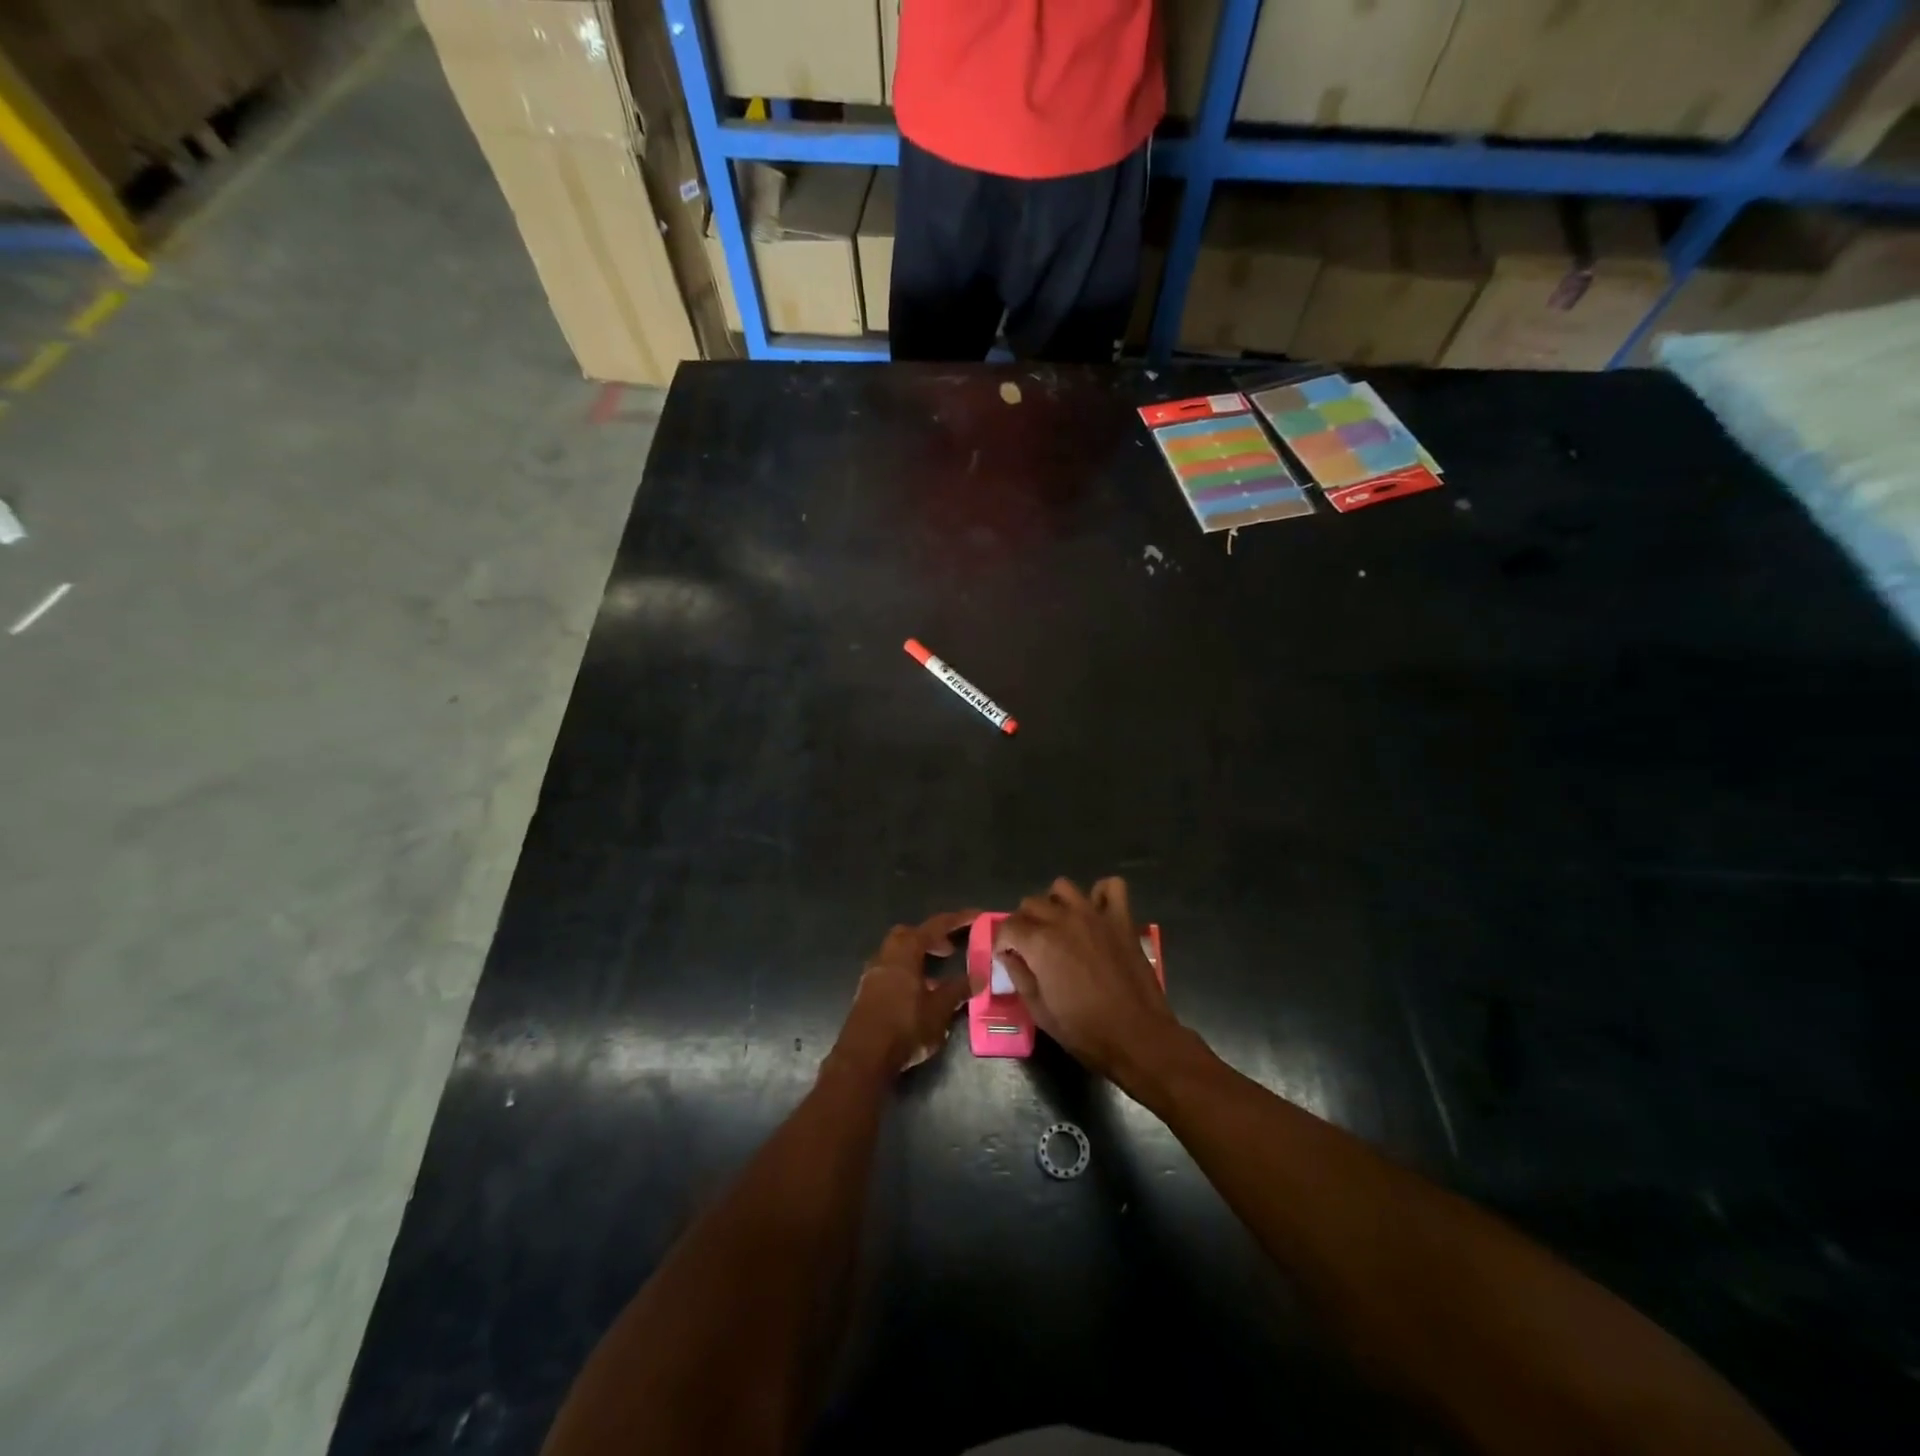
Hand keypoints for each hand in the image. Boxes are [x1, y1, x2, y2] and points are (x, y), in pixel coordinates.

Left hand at [833, 909, 980, 1078]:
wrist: (863, 1058)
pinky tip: (920, 996)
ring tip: (938, 977)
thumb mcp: (939, 1010)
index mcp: (905, 951)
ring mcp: (872, 974)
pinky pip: (891, 972)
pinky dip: (908, 974)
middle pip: (910, 935)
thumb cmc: (905, 1027)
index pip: (935, 926)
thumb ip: (958, 990)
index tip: (977, 916)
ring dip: (918, 958)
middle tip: (950, 950)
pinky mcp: (866, 992)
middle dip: (931, 937)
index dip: (958, 920)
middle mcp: (886, 955)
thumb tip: (979, 976)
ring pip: (898, 954)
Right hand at [994, 878, 1182, 1081]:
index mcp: (1040, 942)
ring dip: (1055, 903)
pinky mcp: (1121, 919)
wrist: (1137, 1036)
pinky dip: (1101, 894)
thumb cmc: (1085, 1030)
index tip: (1007, 956)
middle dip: (1024, 922)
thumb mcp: (1039, 1011)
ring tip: (1059, 925)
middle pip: (1032, 903)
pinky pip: (1111, 887)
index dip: (1002, 941)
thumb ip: (1019, 976)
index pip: (1008, 926)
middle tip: (1030, 945)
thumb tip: (1009, 955)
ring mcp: (1095, 915)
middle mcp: (1064, 919)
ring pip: (1063, 887)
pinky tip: (1096, 912)